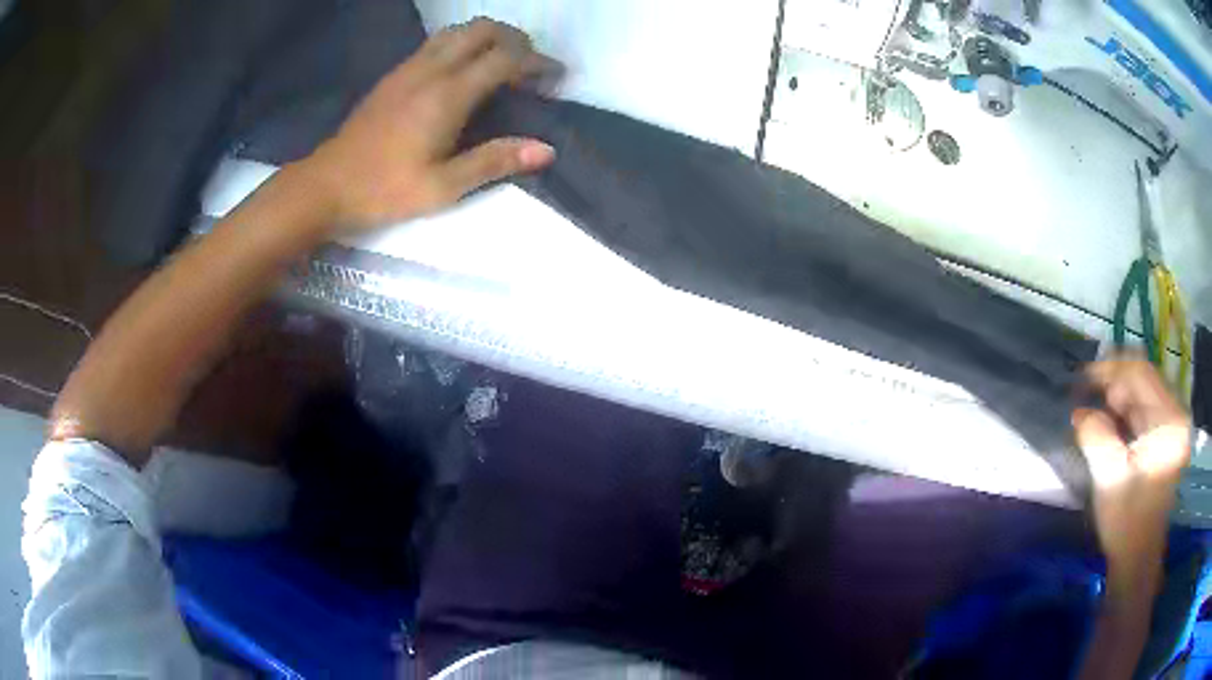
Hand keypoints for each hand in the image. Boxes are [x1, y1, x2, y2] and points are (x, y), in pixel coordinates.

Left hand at [298, 18, 560, 233]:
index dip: (537, 63)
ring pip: (458, 31)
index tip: (555, 79)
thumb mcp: (443, 187)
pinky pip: (437, 43)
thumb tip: (546, 149)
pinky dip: (463, 45)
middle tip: (530, 67)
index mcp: (447, 94)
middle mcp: (430, 69)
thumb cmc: (383, 191)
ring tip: (502, 65)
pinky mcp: (394, 75)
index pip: (505, 58)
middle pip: (483, 30)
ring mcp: (408, 68)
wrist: (325, 186)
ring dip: (488, 38)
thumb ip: (494, 162)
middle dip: (515, 40)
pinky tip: (464, 71)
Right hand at [1074, 355, 1190, 588]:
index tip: (1082, 377)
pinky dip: (1127, 412)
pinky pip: (1146, 410)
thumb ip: (1096, 437)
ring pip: (1144, 393)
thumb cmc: (1127, 523)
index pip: (1141, 373)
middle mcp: (1176, 414)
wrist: (1138, 559)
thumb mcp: (1109, 480)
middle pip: (1145, 380)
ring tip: (1097, 416)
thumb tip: (1080, 411)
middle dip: (1115, 386)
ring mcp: (1174, 426)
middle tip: (1088, 403)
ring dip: (1120, 400)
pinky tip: (1112, 425)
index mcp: (1169, 421)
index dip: (1111, 369)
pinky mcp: (1168, 437)